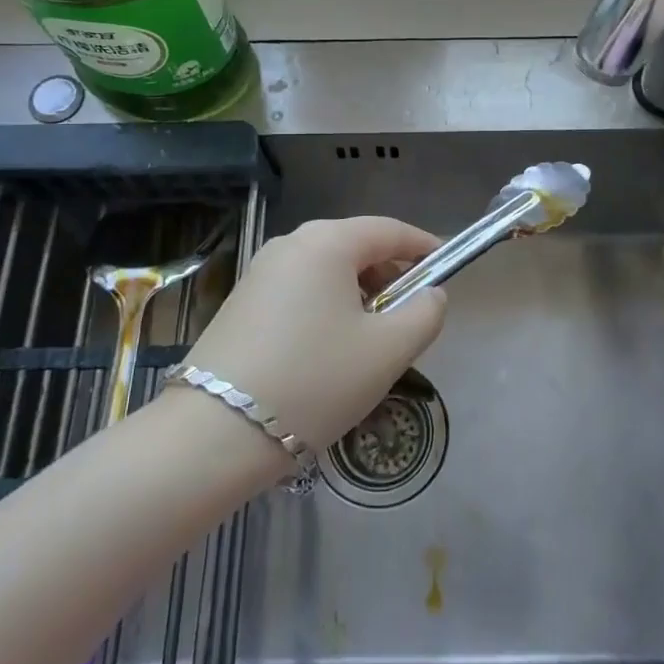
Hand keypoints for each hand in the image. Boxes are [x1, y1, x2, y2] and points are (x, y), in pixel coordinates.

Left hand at [182, 217, 446, 454]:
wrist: (215, 433)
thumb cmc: (315, 381)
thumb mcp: (388, 351)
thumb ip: (424, 314)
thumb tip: (430, 295)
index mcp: (327, 242)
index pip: (389, 230)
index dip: (423, 245)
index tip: (448, 266)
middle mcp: (290, 244)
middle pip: (356, 247)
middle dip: (390, 275)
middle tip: (411, 314)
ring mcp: (260, 272)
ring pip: (327, 271)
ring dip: (358, 294)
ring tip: (373, 339)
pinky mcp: (241, 301)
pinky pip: (300, 290)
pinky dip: (327, 306)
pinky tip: (330, 349)